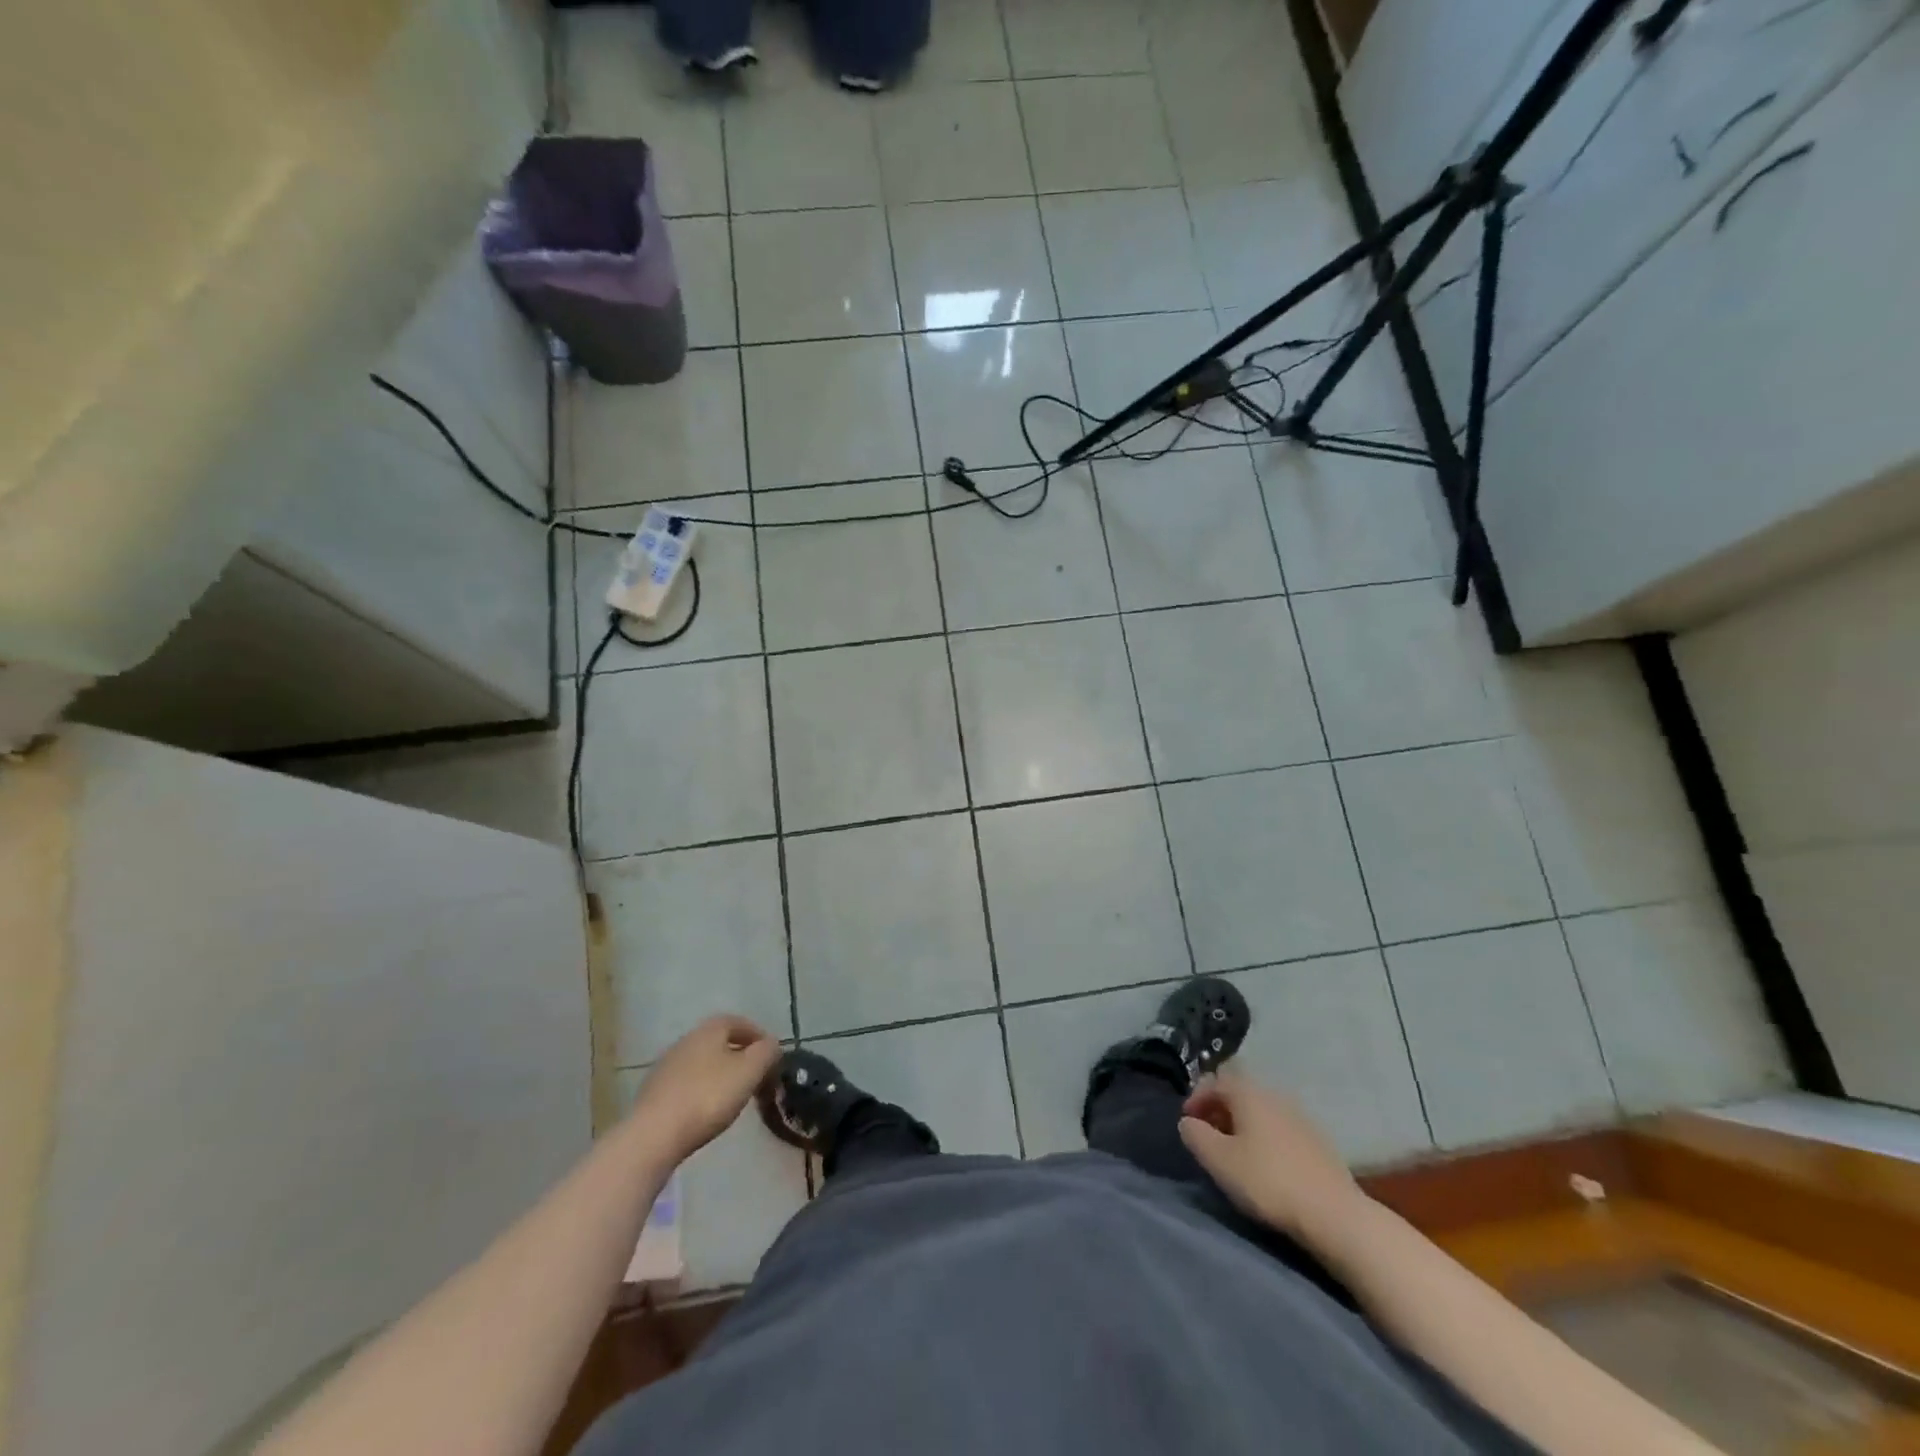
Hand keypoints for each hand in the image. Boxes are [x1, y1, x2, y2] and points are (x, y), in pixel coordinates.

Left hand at [629, 1016, 779, 1162]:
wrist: (654, 1134)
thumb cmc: (708, 1097)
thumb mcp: (749, 1072)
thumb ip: (766, 1053)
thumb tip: (772, 1044)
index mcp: (710, 1029)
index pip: (738, 1022)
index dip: (757, 1035)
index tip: (771, 1055)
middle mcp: (686, 1039)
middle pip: (718, 1041)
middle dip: (739, 1054)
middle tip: (755, 1075)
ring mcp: (666, 1065)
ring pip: (702, 1062)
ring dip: (719, 1072)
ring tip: (733, 1094)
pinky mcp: (653, 1091)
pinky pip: (686, 1082)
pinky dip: (701, 1089)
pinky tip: (706, 1108)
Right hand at [1179, 1070, 1365, 1241]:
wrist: (1334, 1214)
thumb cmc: (1268, 1181)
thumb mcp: (1219, 1160)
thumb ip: (1196, 1136)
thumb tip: (1188, 1122)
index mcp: (1249, 1093)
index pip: (1215, 1079)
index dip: (1197, 1097)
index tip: (1188, 1122)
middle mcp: (1274, 1094)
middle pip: (1239, 1092)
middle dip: (1220, 1109)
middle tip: (1209, 1136)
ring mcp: (1300, 1116)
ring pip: (1261, 1110)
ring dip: (1243, 1124)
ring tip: (1235, 1152)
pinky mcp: (1317, 1140)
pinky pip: (1280, 1127)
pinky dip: (1264, 1136)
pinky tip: (1265, 1163)